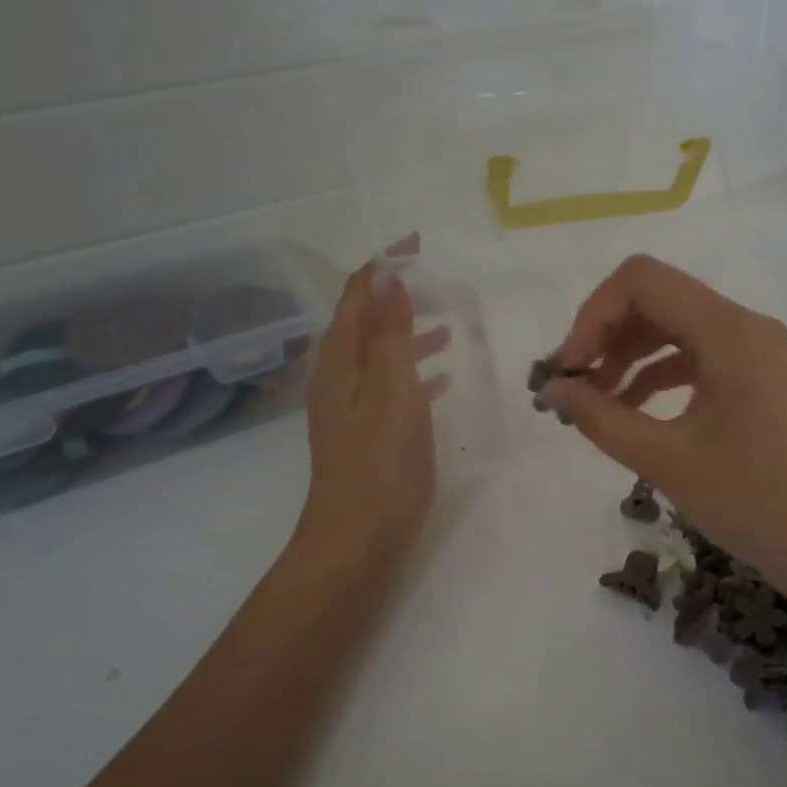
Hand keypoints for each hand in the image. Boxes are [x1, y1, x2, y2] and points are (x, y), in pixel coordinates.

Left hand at [292, 239, 448, 578]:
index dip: (384, 266)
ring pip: (379, 354)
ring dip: (409, 334)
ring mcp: (349, 407)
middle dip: (398, 297)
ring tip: (449, 328)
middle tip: (441, 286)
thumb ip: (391, 335)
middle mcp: (337, 377)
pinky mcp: (364, 432)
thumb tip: (386, 277)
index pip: (358, 296)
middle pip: (365, 321)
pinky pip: (389, 385)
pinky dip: (413, 371)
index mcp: (339, 362)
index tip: (418, 244)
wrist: (356, 543)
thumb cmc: (380, 466)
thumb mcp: (392, 392)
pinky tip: (441, 380)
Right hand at [544, 254, 786, 604]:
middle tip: (573, 386)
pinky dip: (658, 375)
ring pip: (674, 328)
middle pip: (657, 299)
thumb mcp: (665, 459)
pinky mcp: (759, 377)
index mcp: (728, 330)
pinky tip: (632, 411)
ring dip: (628, 356)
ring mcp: (756, 350)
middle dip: (606, 335)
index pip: (641, 281)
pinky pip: (697, 356)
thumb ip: (600, 417)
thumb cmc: (753, 501)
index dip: (592, 316)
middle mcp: (745, 325)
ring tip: (595, 404)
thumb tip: (551, 389)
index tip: (568, 370)